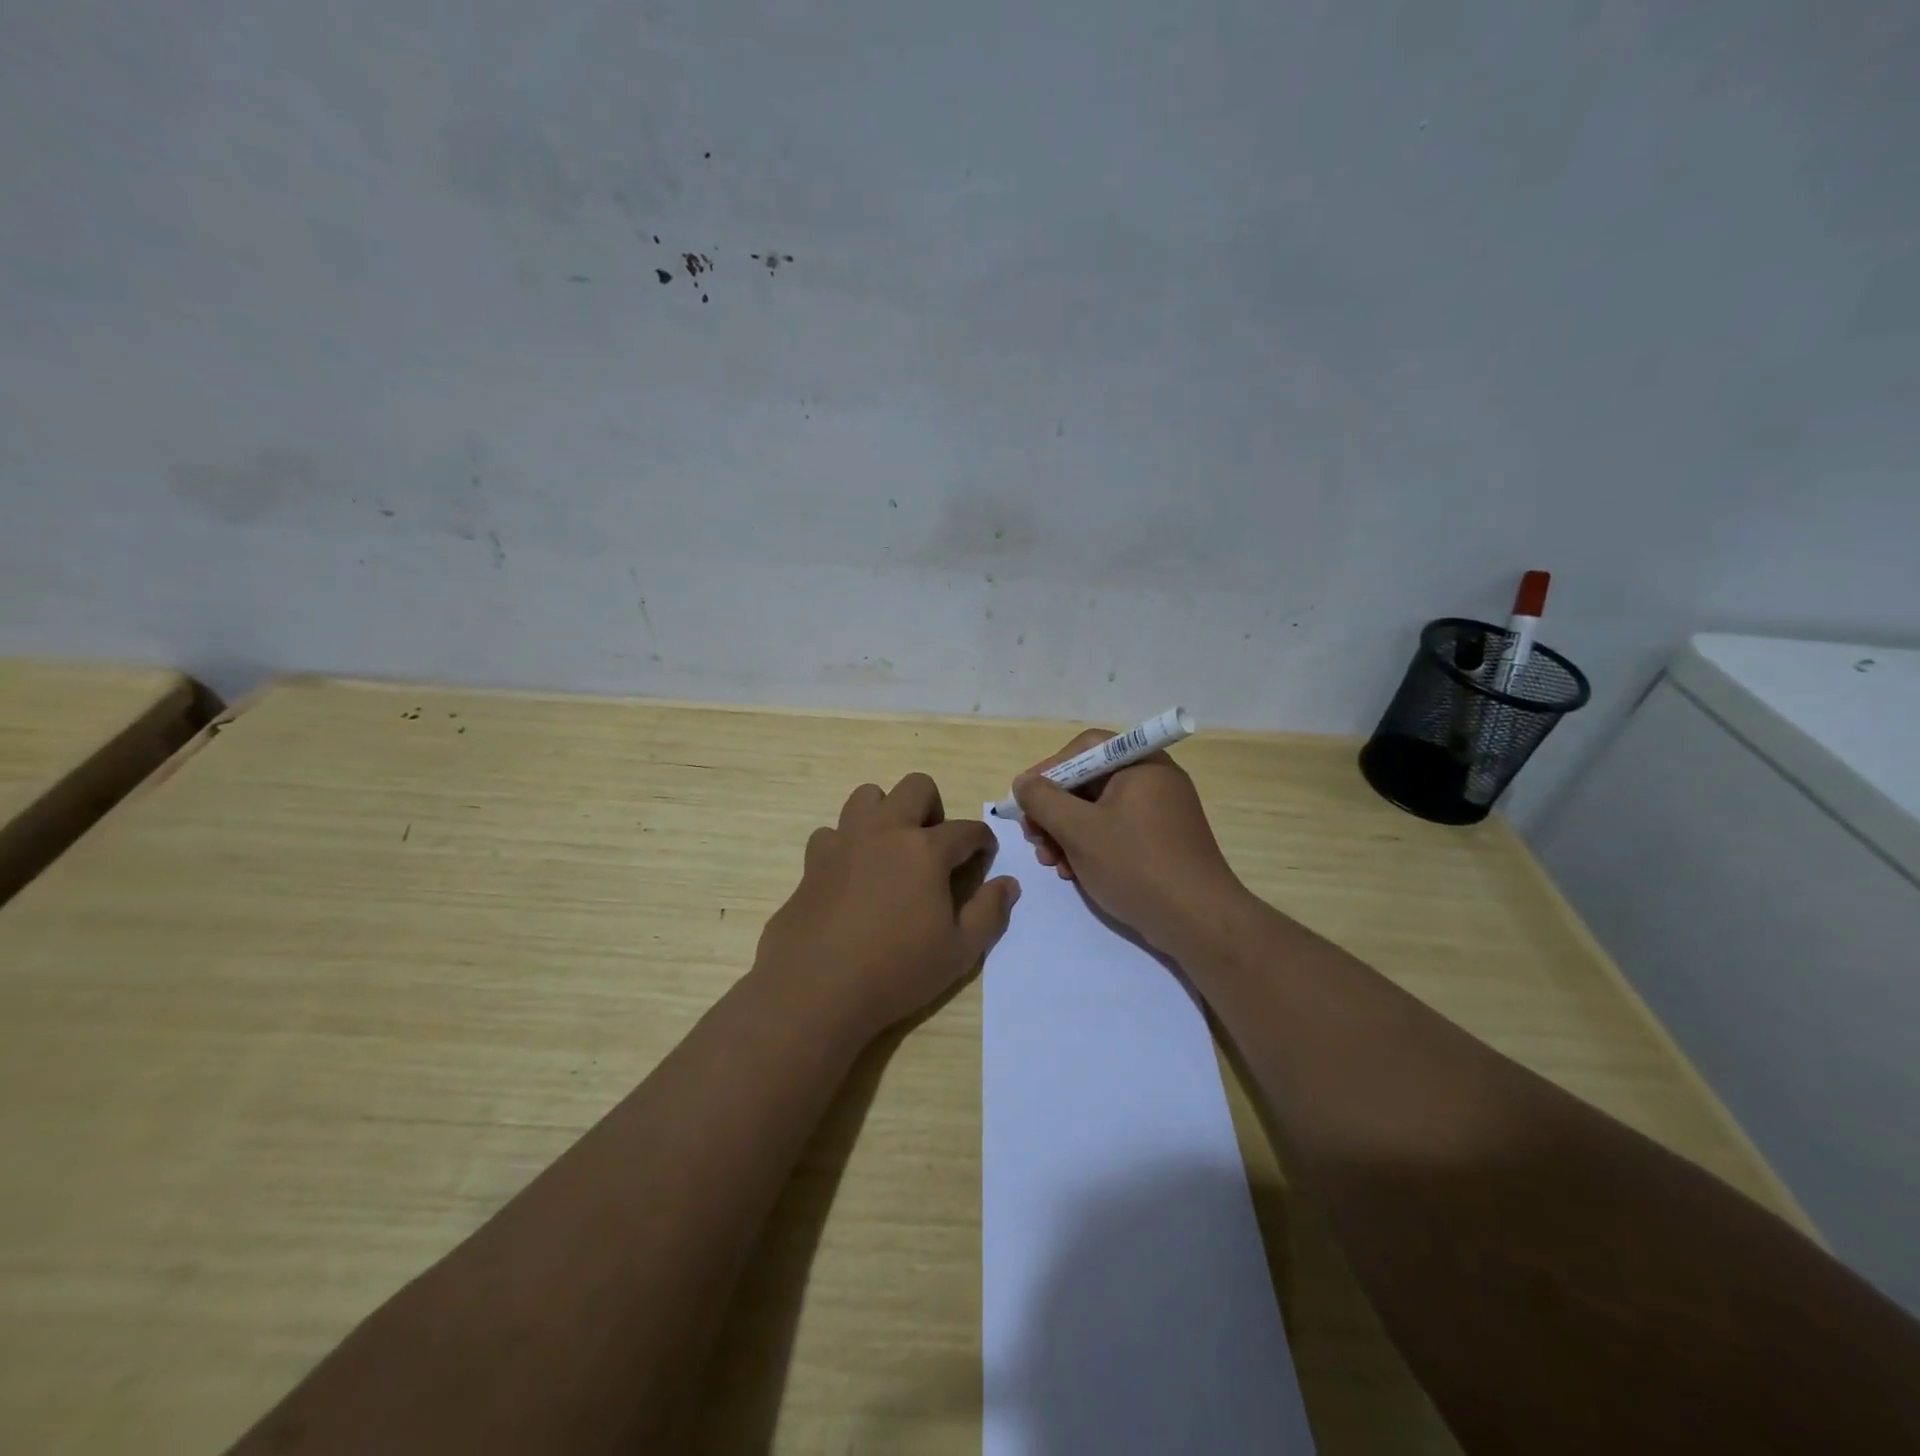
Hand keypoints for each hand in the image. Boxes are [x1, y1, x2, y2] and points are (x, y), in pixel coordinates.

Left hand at [756, 772, 1019, 1040]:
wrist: (816, 989)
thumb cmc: (896, 972)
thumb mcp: (959, 952)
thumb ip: (989, 912)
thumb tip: (1008, 884)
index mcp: (926, 850)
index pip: (966, 829)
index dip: (982, 841)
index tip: (984, 856)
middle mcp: (886, 831)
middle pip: (916, 787)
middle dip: (934, 808)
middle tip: (934, 847)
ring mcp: (845, 841)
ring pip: (867, 796)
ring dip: (886, 813)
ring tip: (891, 850)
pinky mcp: (813, 860)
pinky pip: (832, 832)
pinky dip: (846, 844)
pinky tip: (851, 873)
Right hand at [1013, 732, 1246, 957]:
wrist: (1198, 922)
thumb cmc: (1136, 866)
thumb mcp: (1079, 830)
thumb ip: (1043, 800)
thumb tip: (1024, 783)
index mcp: (1140, 764)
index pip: (1084, 748)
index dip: (1049, 769)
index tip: (1025, 799)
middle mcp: (1153, 780)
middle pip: (1089, 781)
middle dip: (1054, 810)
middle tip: (1033, 836)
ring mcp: (1160, 812)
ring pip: (1098, 811)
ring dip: (1066, 833)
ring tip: (1051, 862)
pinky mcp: (1161, 842)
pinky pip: (1116, 832)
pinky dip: (1090, 847)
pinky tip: (1073, 873)